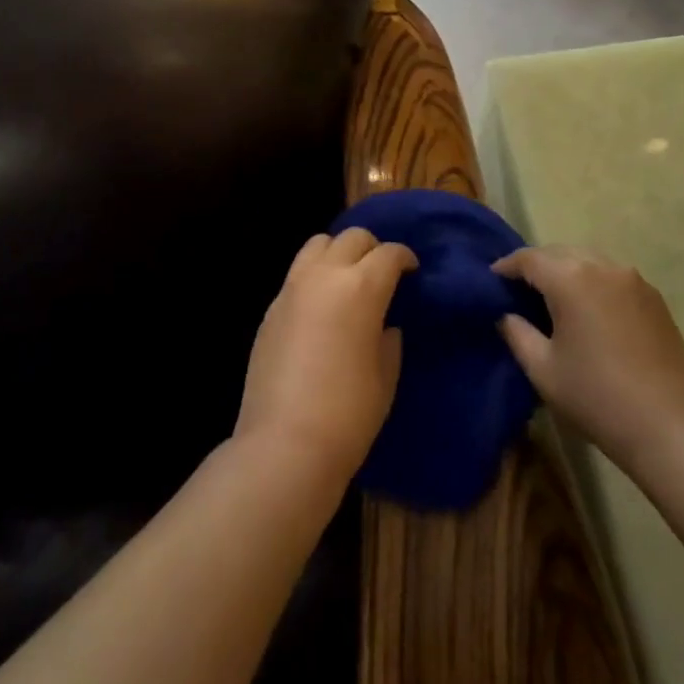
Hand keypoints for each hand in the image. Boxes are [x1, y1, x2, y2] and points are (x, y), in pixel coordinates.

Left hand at [235, 228, 416, 483]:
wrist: (284, 445)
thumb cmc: (349, 413)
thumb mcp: (385, 376)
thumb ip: (388, 340)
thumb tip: (384, 326)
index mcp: (362, 287)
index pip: (389, 253)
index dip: (405, 258)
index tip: (412, 271)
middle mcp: (325, 275)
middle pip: (352, 238)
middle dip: (372, 248)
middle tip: (382, 273)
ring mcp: (292, 288)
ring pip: (318, 244)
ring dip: (338, 252)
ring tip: (348, 279)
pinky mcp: (271, 308)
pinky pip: (297, 274)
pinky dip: (314, 276)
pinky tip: (321, 307)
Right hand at [494, 245, 683, 473]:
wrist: (670, 427)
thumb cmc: (597, 397)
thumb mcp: (543, 370)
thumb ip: (517, 333)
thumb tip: (506, 314)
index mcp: (571, 279)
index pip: (529, 259)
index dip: (506, 266)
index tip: (492, 279)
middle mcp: (603, 267)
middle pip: (559, 253)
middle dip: (536, 265)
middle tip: (519, 289)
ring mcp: (633, 280)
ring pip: (588, 260)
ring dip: (566, 270)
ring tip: (552, 297)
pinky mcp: (654, 297)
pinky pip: (612, 276)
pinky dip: (592, 281)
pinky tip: (588, 309)